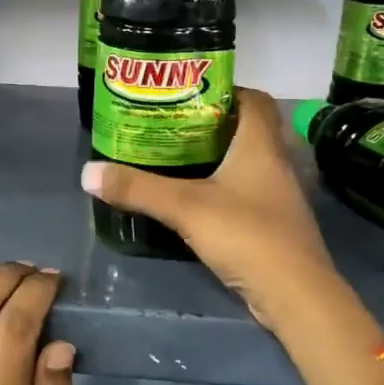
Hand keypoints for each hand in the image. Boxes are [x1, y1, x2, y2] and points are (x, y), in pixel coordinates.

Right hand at [81, 88, 341, 335]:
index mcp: (260, 144)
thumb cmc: (247, 235)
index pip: (253, 98)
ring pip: (246, 160)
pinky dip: (222, 186)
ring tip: (174, 157)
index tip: (187, 92)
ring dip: (215, 156)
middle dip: (210, 123)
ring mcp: (277, 194)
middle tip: (170, 124)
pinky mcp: (273, 222)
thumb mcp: (185, 208)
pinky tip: (194, 197)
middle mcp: (274, 161)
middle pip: (247, 128)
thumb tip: (88, 172)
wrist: (295, 295)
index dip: (224, 89)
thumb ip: (138, 189)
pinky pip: (245, 190)